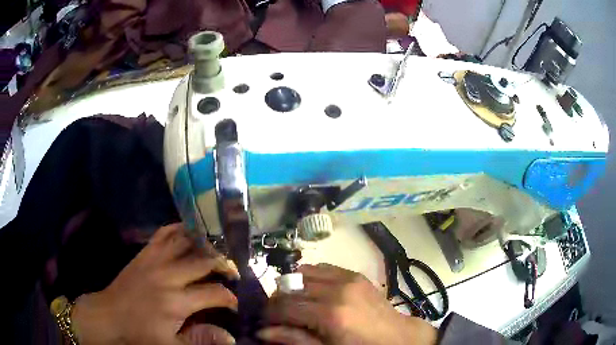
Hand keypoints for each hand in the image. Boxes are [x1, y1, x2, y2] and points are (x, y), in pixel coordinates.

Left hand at [71, 223, 239, 344]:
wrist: (109, 315)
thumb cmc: (140, 333)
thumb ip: (201, 340)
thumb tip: (230, 337)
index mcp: (176, 301)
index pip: (214, 293)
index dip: (229, 298)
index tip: (234, 304)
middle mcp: (168, 275)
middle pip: (204, 261)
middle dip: (224, 265)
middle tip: (232, 273)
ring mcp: (155, 260)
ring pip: (186, 242)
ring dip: (205, 244)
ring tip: (216, 251)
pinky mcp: (145, 253)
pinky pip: (164, 233)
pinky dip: (179, 229)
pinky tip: (189, 233)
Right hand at [259, 264, 436, 344]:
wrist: (397, 337)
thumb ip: (295, 339)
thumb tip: (262, 332)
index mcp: (330, 314)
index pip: (285, 306)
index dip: (269, 313)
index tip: (263, 321)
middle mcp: (337, 290)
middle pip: (292, 287)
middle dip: (278, 300)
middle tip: (277, 314)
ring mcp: (348, 278)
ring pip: (304, 273)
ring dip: (293, 286)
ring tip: (295, 302)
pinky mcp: (355, 274)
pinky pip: (322, 268)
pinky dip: (310, 277)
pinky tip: (312, 291)